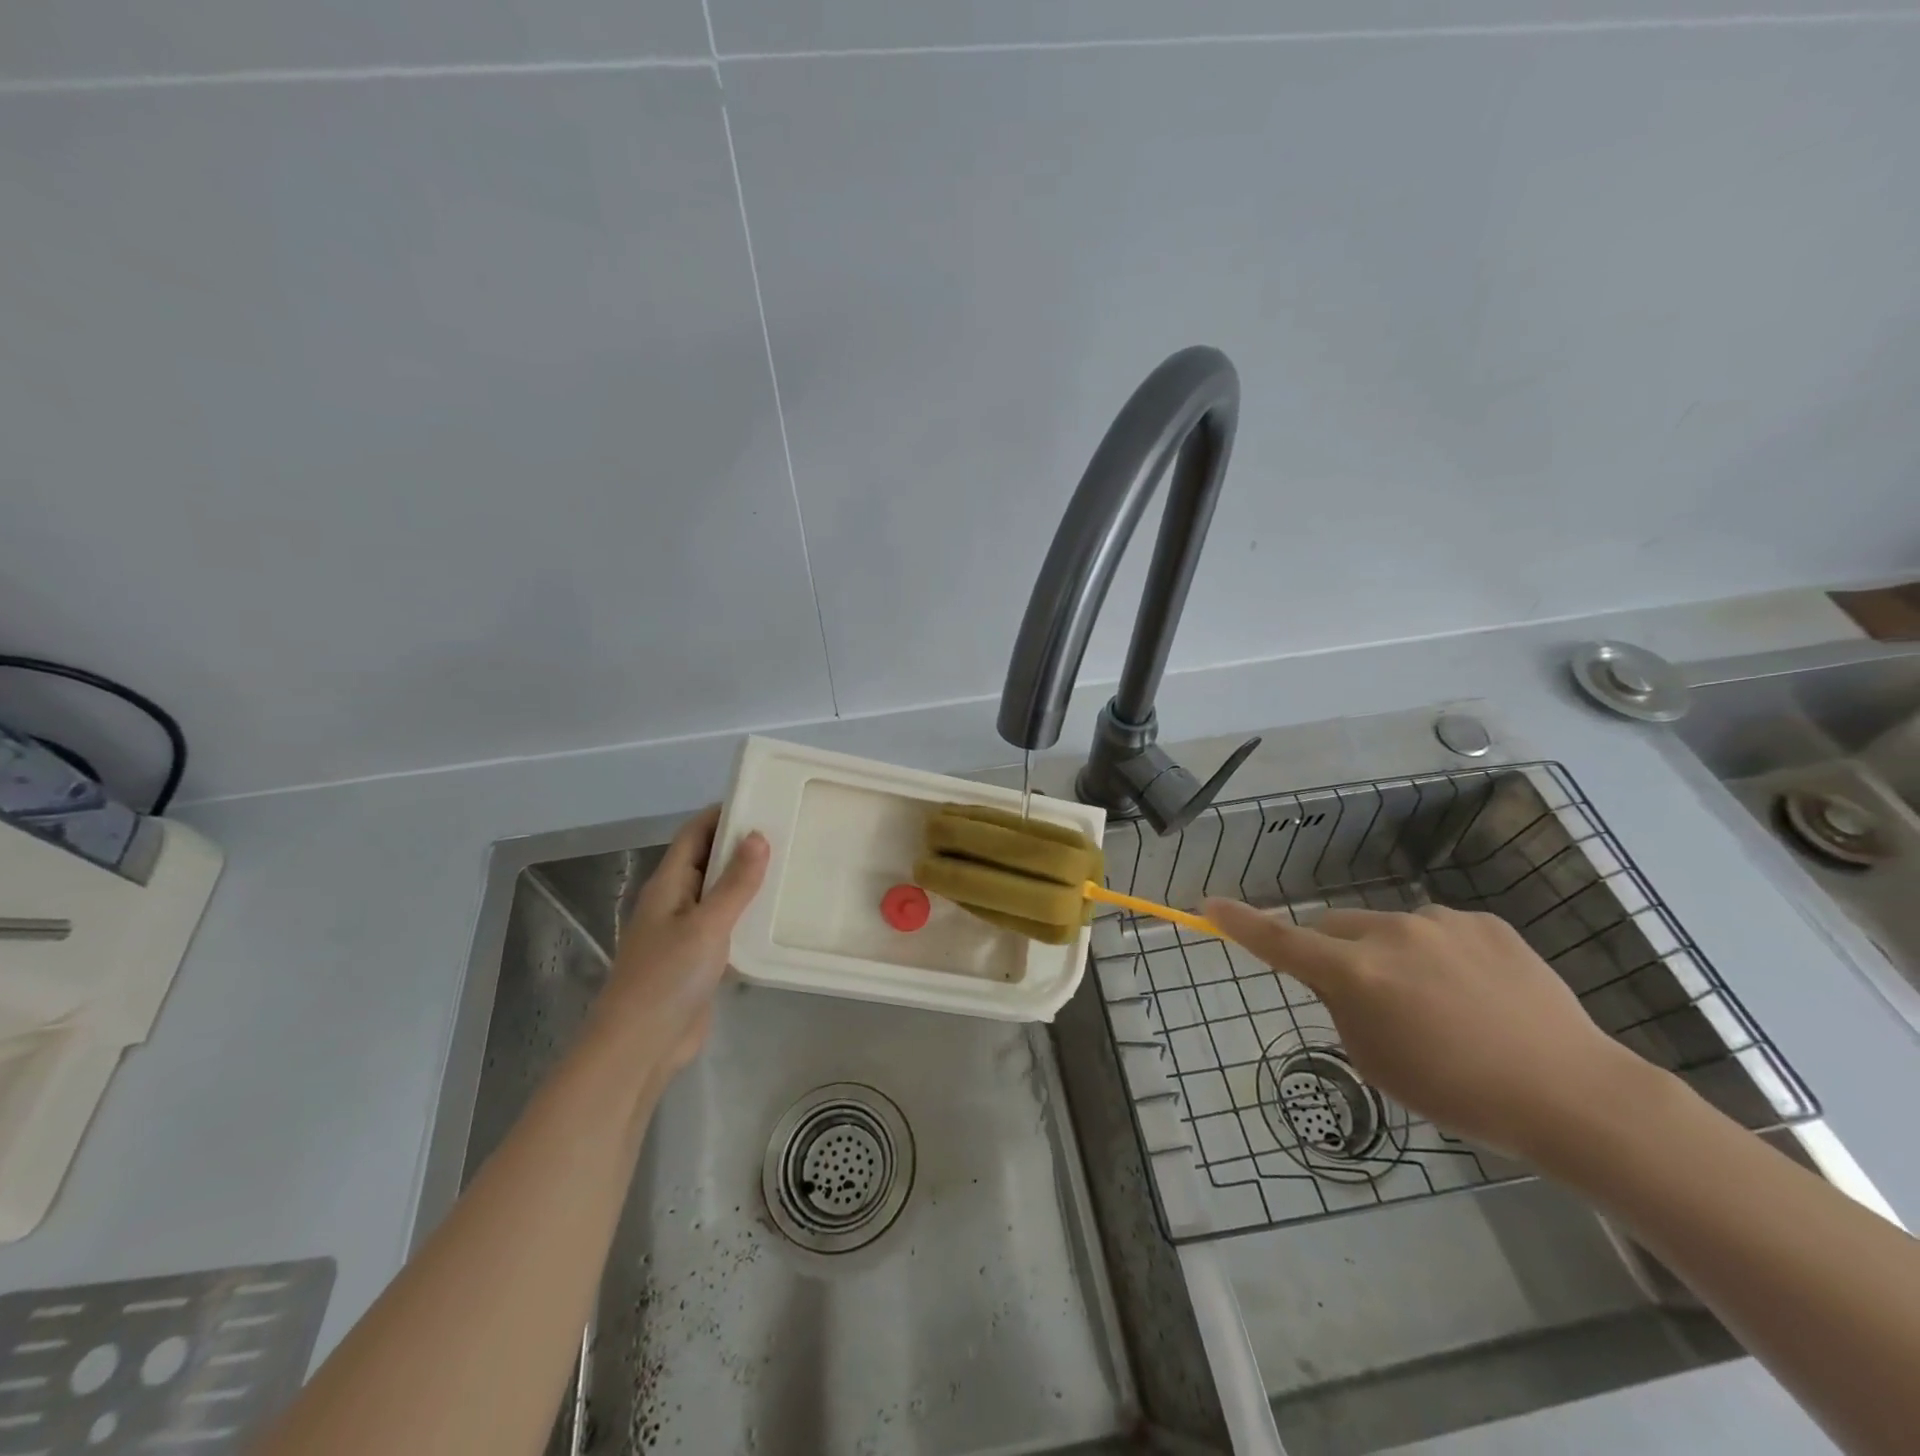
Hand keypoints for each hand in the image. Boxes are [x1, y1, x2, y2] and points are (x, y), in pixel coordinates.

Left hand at [590, 806, 768, 1084]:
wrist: (641, 1046)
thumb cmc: (668, 977)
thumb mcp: (707, 924)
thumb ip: (735, 882)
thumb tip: (757, 835)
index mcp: (668, 884)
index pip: (694, 833)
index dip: (722, 813)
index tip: (762, 799)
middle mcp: (675, 902)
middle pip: (707, 860)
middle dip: (741, 844)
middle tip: (788, 831)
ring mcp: (685, 932)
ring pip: (719, 894)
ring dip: (747, 880)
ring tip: (791, 866)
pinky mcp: (699, 959)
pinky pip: (726, 924)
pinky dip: (748, 914)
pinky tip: (777, 915)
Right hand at [1202, 898, 1654, 1159]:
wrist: (1573, 1094)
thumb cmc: (1459, 1093)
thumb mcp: (1376, 1062)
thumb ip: (1344, 1008)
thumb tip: (1346, 978)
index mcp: (1357, 974)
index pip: (1281, 941)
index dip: (1241, 923)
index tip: (1209, 904)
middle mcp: (1390, 933)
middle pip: (1334, 926)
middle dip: (1336, 952)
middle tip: (1368, 997)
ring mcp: (1440, 921)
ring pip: (1389, 928)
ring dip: (1392, 954)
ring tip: (1442, 1005)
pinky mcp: (1483, 921)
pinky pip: (1438, 929)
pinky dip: (1439, 954)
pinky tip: (1479, 994)